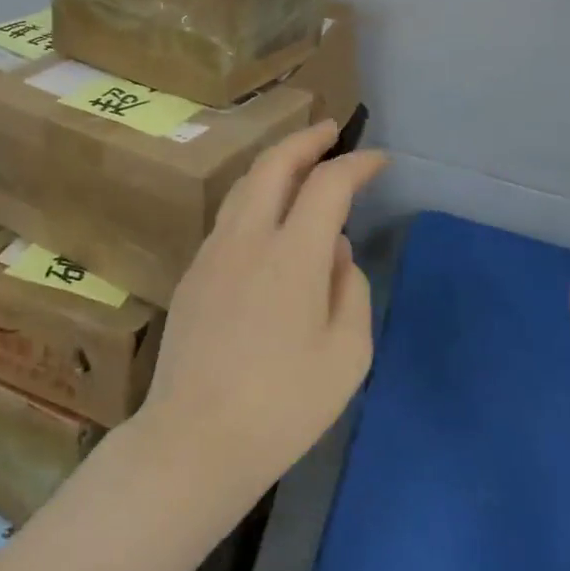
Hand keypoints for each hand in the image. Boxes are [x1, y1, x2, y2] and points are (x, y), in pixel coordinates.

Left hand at [127, 120, 389, 518]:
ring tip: (299, 164)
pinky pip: (228, 217)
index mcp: (290, 254)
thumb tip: (334, 251)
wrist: (195, 438)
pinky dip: (254, 197)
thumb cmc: (283, 406)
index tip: (377, 160)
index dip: (355, 164)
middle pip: (273, 165)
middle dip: (305, 140)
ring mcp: (211, 252)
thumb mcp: (346, 355)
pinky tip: (267, 217)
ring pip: (243, 186)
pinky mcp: (192, 273)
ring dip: (274, 164)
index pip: (327, 185)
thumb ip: (348, 290)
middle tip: (330, 132)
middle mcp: (246, 238)